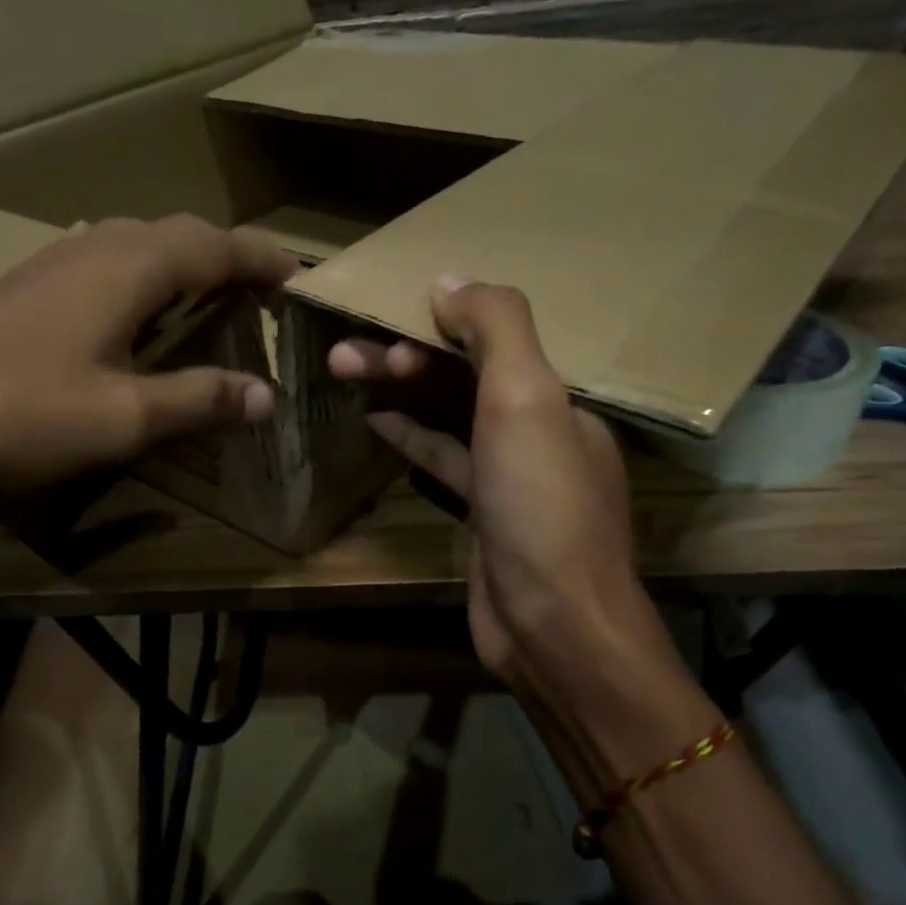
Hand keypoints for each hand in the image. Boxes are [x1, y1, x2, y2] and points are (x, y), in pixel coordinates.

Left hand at [0, 214, 297, 534]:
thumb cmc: (22, 417)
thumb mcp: (126, 416)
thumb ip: (199, 399)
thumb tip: (265, 396)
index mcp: (127, 267)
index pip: (215, 246)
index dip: (262, 259)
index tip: (300, 277)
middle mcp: (90, 249)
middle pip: (174, 234)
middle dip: (224, 256)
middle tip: (258, 292)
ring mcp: (46, 266)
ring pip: (131, 245)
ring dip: (177, 264)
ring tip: (206, 298)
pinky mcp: (18, 292)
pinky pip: (97, 266)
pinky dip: (136, 281)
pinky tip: (129, 314)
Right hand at [329, 278, 709, 777]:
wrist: (553, 624)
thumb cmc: (542, 506)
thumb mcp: (527, 401)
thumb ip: (496, 329)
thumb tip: (450, 280)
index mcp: (561, 396)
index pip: (496, 339)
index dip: (439, 322)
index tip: (385, 315)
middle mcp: (541, 428)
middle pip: (465, 375)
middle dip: (405, 356)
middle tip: (343, 350)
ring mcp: (511, 474)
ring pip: (449, 415)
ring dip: (400, 390)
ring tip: (343, 369)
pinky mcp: (484, 512)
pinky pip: (444, 459)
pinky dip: (412, 436)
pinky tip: (376, 420)